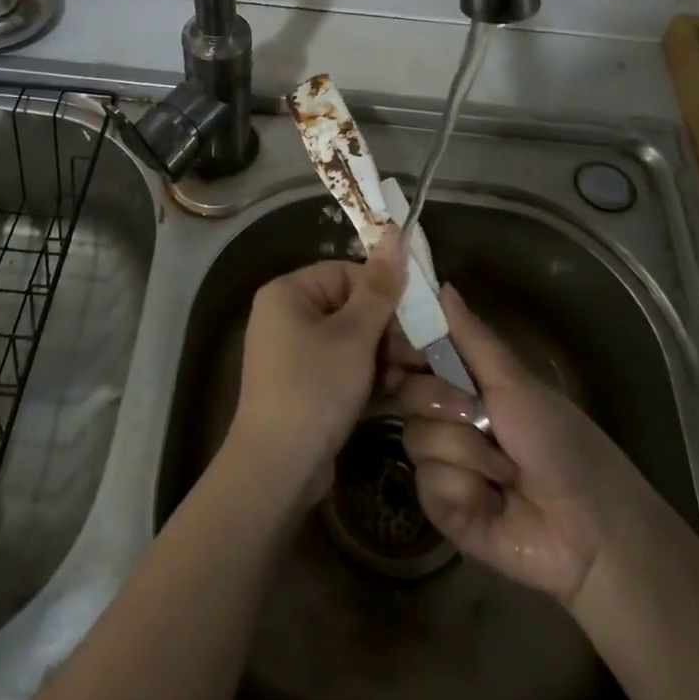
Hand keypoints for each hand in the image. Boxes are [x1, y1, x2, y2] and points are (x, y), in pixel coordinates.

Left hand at [226, 231, 405, 509]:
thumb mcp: (354, 335)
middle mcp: (284, 315)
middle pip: (349, 306)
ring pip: (348, 339)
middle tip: (420, 353)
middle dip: (387, 329)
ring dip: (382, 355)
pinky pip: (339, 365)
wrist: (277, 467)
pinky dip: (365, 375)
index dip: (383, 294)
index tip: (416, 320)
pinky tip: (393, 392)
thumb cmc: (315, 387)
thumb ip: (379, 287)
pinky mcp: (301, 383)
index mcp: (288, 292)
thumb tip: (393, 232)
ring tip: (412, 375)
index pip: (346, 274)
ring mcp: (291, 352)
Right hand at [397, 284, 656, 605]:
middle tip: (480, 414)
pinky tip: (493, 500)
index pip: (414, 357)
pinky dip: (465, 489)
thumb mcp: (513, 381)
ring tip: (504, 470)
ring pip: (418, 440)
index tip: (402, 348)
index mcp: (464, 385)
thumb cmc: (559, 440)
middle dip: (445, 403)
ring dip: (467, 452)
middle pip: (408, 395)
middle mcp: (447, 420)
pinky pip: (428, 484)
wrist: (589, 525)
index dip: (402, 350)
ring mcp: (442, 465)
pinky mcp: (442, 508)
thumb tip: (441, 284)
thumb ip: (470, 336)